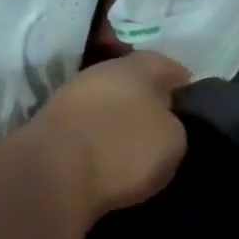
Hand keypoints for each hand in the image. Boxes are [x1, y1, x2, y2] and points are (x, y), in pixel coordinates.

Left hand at [24, 51, 189, 224]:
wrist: (52, 174)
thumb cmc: (124, 148)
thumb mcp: (173, 140)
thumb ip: (173, 124)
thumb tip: (163, 123)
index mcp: (136, 67)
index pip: (166, 64)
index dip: (181, 80)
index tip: (191, 98)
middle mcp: (100, 72)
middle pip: (131, 80)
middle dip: (147, 98)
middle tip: (164, 121)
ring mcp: (69, 97)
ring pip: (105, 102)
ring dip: (119, 118)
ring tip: (135, 144)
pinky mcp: (48, 127)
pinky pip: (86, 127)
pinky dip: (98, 137)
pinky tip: (107, 156)